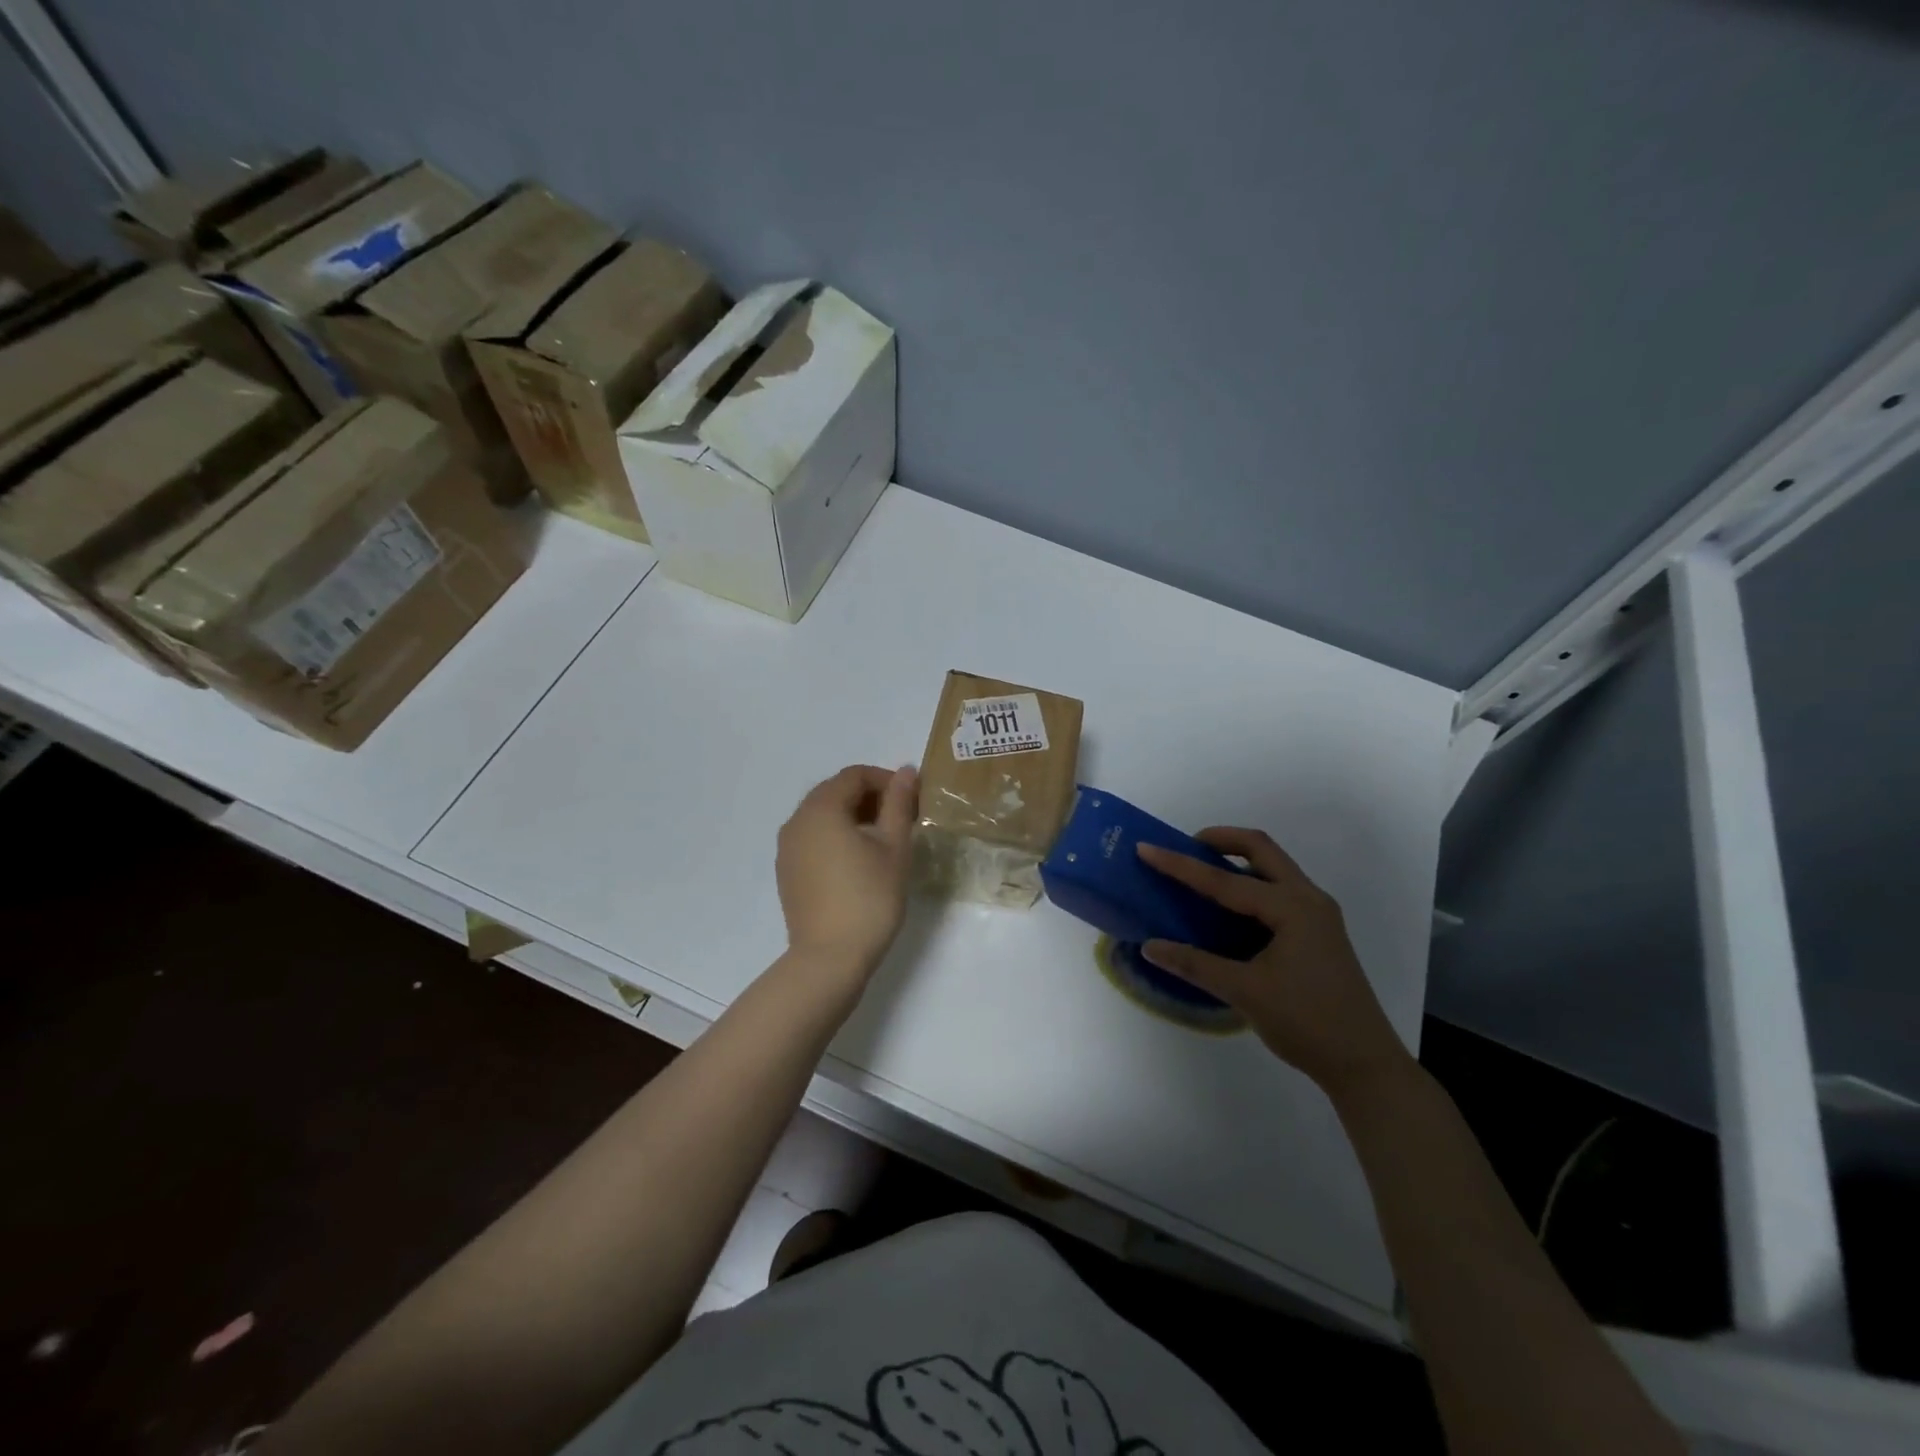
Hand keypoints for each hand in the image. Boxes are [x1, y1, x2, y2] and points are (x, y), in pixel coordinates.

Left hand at [776, 765, 918, 980]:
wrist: (830, 959)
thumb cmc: (869, 898)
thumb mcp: (894, 847)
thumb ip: (898, 804)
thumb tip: (906, 771)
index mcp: (821, 809)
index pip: (854, 775)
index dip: (885, 780)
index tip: (911, 800)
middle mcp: (796, 821)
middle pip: (835, 792)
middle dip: (869, 797)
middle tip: (901, 818)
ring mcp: (787, 848)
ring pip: (822, 816)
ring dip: (853, 816)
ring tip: (883, 840)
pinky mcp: (787, 872)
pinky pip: (813, 839)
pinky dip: (836, 837)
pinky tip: (858, 861)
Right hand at [1137, 829, 1412, 1099]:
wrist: (1364, 1064)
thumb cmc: (1307, 1023)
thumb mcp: (1245, 992)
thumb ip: (1195, 964)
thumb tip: (1150, 946)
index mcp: (1292, 908)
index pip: (1225, 880)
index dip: (1181, 865)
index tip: (1146, 848)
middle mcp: (1308, 899)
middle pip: (1261, 849)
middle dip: (1220, 840)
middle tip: (1185, 847)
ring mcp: (1317, 915)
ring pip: (1273, 867)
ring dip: (1237, 861)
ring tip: (1201, 873)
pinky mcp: (1318, 932)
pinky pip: (1278, 891)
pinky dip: (1250, 885)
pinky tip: (1228, 909)